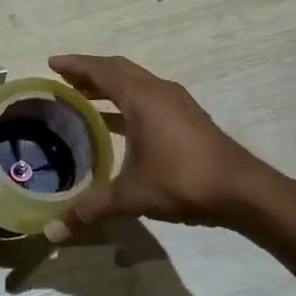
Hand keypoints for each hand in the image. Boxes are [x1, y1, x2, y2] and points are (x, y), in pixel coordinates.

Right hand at [46, 54, 295, 239]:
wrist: (243, 191)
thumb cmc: (183, 181)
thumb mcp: (132, 196)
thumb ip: (92, 208)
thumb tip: (53, 231)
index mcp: (142, 98)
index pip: (101, 71)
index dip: (74, 65)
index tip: (51, 63)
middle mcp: (159, 91)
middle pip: (119, 68)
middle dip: (90, 70)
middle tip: (64, 79)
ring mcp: (177, 102)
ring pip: (136, 80)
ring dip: (110, 83)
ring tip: (85, 95)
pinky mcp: (188, 116)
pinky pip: (149, 95)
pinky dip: (127, 97)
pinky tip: (119, 121)